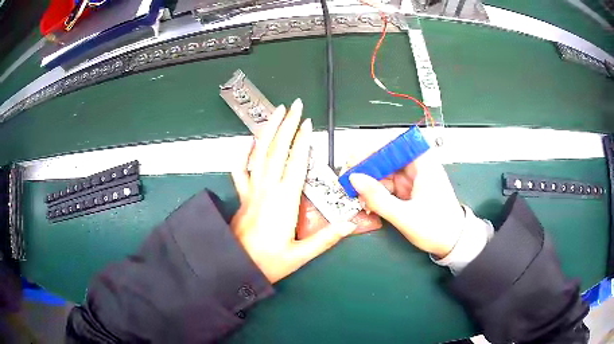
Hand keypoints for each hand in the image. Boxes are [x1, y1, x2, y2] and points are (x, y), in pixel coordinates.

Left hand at [230, 99, 355, 282]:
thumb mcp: (300, 255)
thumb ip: (326, 239)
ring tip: (275, 112)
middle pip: (277, 150)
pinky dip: (243, 153)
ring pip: (258, 153)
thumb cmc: (268, 262)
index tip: (307, 122)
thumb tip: (350, 224)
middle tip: (294, 105)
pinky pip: (239, 170)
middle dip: (286, 125)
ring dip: (267, 130)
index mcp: (284, 200)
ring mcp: (252, 190)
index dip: (302, 141)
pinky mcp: (242, 195)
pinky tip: (248, 141)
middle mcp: (267, 189)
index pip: (295, 162)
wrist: (234, 265)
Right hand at [349, 150, 464, 256]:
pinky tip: (367, 199)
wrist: (453, 243)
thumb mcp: (405, 216)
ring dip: (370, 180)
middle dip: (368, 165)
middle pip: (389, 156)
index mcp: (424, 164)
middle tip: (349, 177)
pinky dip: (377, 191)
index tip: (356, 158)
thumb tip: (355, 179)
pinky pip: (389, 185)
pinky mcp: (410, 190)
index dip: (375, 147)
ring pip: (387, 171)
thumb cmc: (437, 228)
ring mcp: (414, 179)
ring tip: (355, 191)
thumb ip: (378, 198)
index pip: (397, 143)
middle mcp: (418, 167)